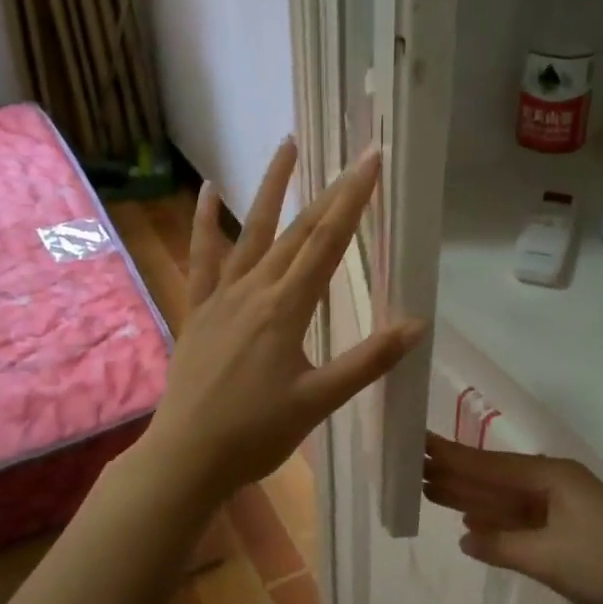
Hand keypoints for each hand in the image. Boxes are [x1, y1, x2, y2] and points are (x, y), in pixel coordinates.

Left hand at [144, 138, 425, 498]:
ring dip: (270, 188)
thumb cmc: (256, 434)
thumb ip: (367, 361)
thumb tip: (417, 325)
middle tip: (354, 155)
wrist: (186, 457)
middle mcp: (253, 290)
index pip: (327, 243)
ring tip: (286, 146)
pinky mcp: (199, 310)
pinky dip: (204, 224)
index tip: (371, 162)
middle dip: (330, 191)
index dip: (353, 200)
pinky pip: (202, 259)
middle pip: (297, 231)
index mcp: (286, 309)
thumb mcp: (319, 401)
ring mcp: (221, 297)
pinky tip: (207, 192)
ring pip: (250, 232)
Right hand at [422, 434, 602, 603]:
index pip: (491, 465)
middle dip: (458, 474)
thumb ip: (502, 545)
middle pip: (496, 479)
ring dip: (472, 498)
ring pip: (506, 502)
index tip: (419, 443)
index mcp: (552, 477)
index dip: (453, 456)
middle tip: (413, 467)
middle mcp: (555, 487)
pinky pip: (521, 524)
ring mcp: (563, 512)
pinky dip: (495, 525)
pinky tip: (471, 527)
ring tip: (431, 489)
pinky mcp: (569, 538)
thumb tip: (465, 537)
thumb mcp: (549, 556)